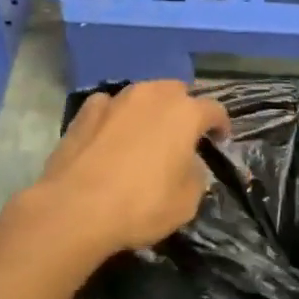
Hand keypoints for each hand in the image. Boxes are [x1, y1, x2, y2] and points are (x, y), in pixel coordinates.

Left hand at [22, 82, 231, 259]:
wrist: (77, 206)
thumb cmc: (141, 204)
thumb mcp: (187, 201)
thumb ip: (195, 174)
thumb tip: (188, 163)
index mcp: (184, 113)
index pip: (214, 109)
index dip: (220, 124)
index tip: (220, 139)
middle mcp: (153, 95)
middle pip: (176, 92)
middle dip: (183, 109)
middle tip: (181, 135)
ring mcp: (117, 97)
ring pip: (142, 94)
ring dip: (149, 110)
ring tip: (145, 134)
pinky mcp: (87, 109)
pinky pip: (110, 106)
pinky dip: (116, 116)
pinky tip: (110, 136)